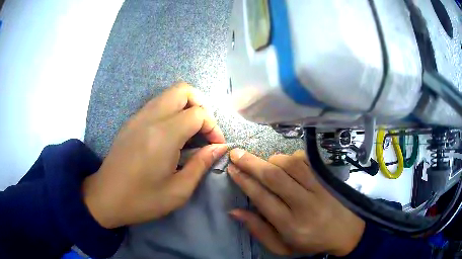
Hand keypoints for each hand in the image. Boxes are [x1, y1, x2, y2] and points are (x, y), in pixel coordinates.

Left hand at [83, 82, 226, 228]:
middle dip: (201, 105)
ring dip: (185, 106)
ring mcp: (138, 117)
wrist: (106, 197)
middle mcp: (150, 118)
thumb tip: (219, 148)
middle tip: (204, 130)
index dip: (213, 127)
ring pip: (168, 94)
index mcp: (163, 135)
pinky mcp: (131, 122)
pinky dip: (171, 110)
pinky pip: (157, 104)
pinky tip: (171, 134)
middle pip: (183, 90)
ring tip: (191, 132)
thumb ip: (201, 165)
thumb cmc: (142, 200)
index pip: (198, 113)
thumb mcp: (178, 191)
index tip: (215, 146)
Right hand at [227, 149, 364, 256]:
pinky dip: (291, 157)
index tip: (232, 169)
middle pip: (274, 177)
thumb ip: (258, 230)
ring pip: (290, 164)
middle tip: (236, 153)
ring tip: (262, 163)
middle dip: (251, 163)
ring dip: (271, 159)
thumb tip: (235, 211)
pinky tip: (286, 163)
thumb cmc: (310, 243)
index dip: (244, 181)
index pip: (262, 198)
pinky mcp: (326, 179)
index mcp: (290, 225)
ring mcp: (318, 188)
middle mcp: (304, 204)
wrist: (346, 232)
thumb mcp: (281, 247)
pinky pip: (305, 160)